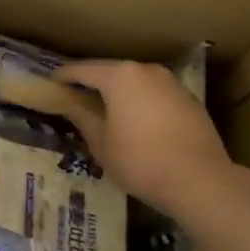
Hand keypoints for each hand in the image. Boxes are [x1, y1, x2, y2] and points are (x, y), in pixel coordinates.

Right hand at [55, 60, 235, 216]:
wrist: (200, 180)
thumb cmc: (140, 161)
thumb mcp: (101, 143)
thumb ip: (82, 116)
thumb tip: (68, 103)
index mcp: (120, 76)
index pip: (82, 70)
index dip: (63, 77)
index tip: (50, 85)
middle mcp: (145, 70)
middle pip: (110, 71)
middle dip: (91, 82)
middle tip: (74, 97)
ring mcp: (170, 82)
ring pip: (135, 82)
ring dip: (118, 92)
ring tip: (104, 110)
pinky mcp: (188, 99)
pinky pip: (154, 94)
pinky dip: (140, 102)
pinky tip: (136, 122)